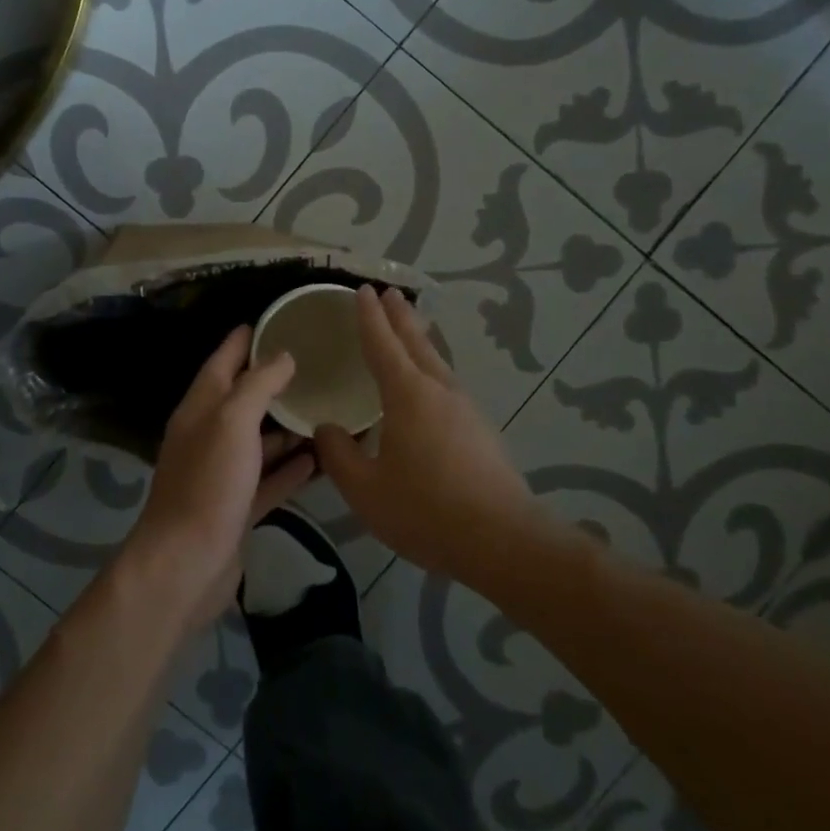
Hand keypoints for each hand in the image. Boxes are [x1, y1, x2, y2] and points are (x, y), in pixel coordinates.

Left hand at [125, 326, 316, 628]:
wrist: (185, 565)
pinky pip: (269, 479)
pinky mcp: (238, 506)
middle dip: (275, 381)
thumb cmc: (207, 484)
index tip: (277, 320)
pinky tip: (321, 459)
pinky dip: (292, 469)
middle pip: (244, 399)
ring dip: (288, 427)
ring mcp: (223, 473)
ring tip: (328, 408)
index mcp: (201, 408)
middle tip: (317, 364)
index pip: (223, 360)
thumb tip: (283, 355)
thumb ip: (257, 385)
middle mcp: (209, 435)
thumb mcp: (232, 422)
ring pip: (260, 440)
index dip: (246, 339)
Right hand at [315, 286, 541, 586]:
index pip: (383, 345)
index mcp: (408, 395)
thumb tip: (326, 430)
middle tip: (389, 292)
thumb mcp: (365, 490)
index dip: (370, 317)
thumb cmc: (426, 510)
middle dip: (400, 316)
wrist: (503, 540)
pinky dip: (432, 366)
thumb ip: (339, 456)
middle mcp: (439, 391)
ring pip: (437, 361)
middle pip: (416, 343)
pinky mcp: (481, 430)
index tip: (363, 290)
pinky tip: (430, 384)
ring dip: (419, 339)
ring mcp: (466, 409)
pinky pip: (448, 383)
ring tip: (410, 327)